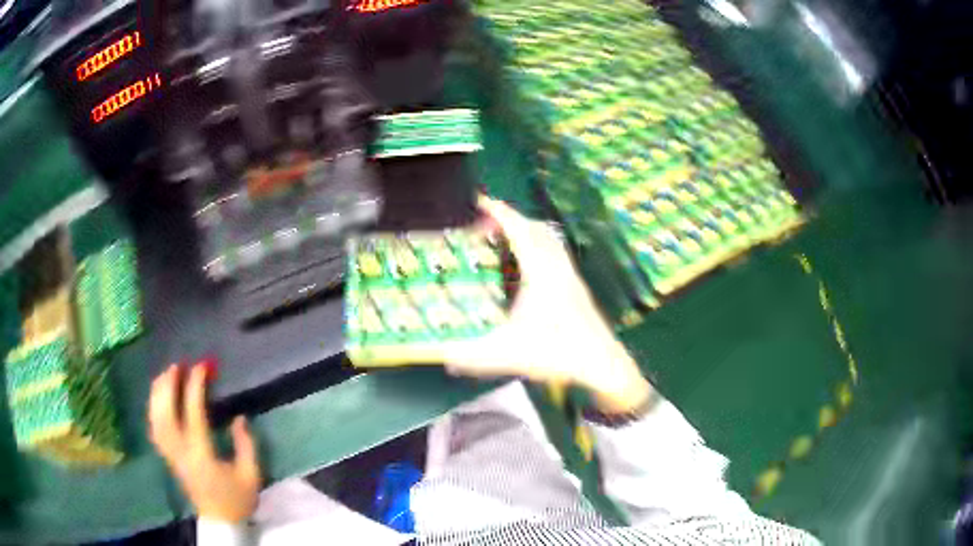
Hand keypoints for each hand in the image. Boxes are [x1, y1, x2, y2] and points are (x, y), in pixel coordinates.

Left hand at [148, 363, 260, 522]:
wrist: (220, 521)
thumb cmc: (237, 499)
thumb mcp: (250, 475)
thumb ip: (245, 446)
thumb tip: (238, 418)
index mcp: (201, 453)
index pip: (192, 412)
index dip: (195, 386)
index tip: (201, 366)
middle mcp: (180, 451)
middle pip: (165, 411)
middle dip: (169, 384)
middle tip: (178, 365)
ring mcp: (171, 454)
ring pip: (156, 418)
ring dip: (158, 393)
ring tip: (165, 375)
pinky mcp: (168, 458)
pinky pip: (154, 428)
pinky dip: (153, 409)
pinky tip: (158, 399)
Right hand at [441, 196, 652, 412]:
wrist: (600, 363)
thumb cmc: (557, 352)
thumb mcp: (508, 354)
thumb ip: (471, 357)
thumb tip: (440, 357)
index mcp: (540, 272)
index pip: (519, 230)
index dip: (499, 212)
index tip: (479, 200)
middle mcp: (557, 266)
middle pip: (534, 228)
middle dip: (509, 218)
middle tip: (484, 222)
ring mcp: (569, 275)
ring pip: (548, 239)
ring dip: (525, 231)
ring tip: (503, 237)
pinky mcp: (575, 286)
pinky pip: (554, 252)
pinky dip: (537, 246)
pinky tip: (528, 266)